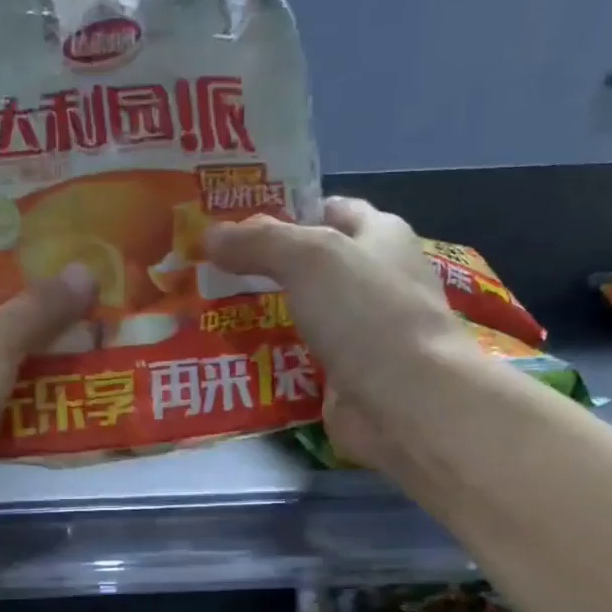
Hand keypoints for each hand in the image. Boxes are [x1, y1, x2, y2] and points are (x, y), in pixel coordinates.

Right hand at [205, 197, 466, 469]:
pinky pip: (297, 358)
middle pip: (311, 266)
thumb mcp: (310, 258)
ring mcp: (360, 332)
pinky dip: (268, 357)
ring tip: (206, 311)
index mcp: (381, 236)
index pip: (331, 210)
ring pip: (300, 314)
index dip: (287, 210)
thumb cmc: (367, 313)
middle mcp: (373, 280)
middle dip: (263, 266)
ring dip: (260, 315)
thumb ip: (259, 242)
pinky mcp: (344, 375)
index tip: (235, 221)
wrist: (405, 402)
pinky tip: (229, 355)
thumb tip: (211, 235)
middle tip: (208, 268)